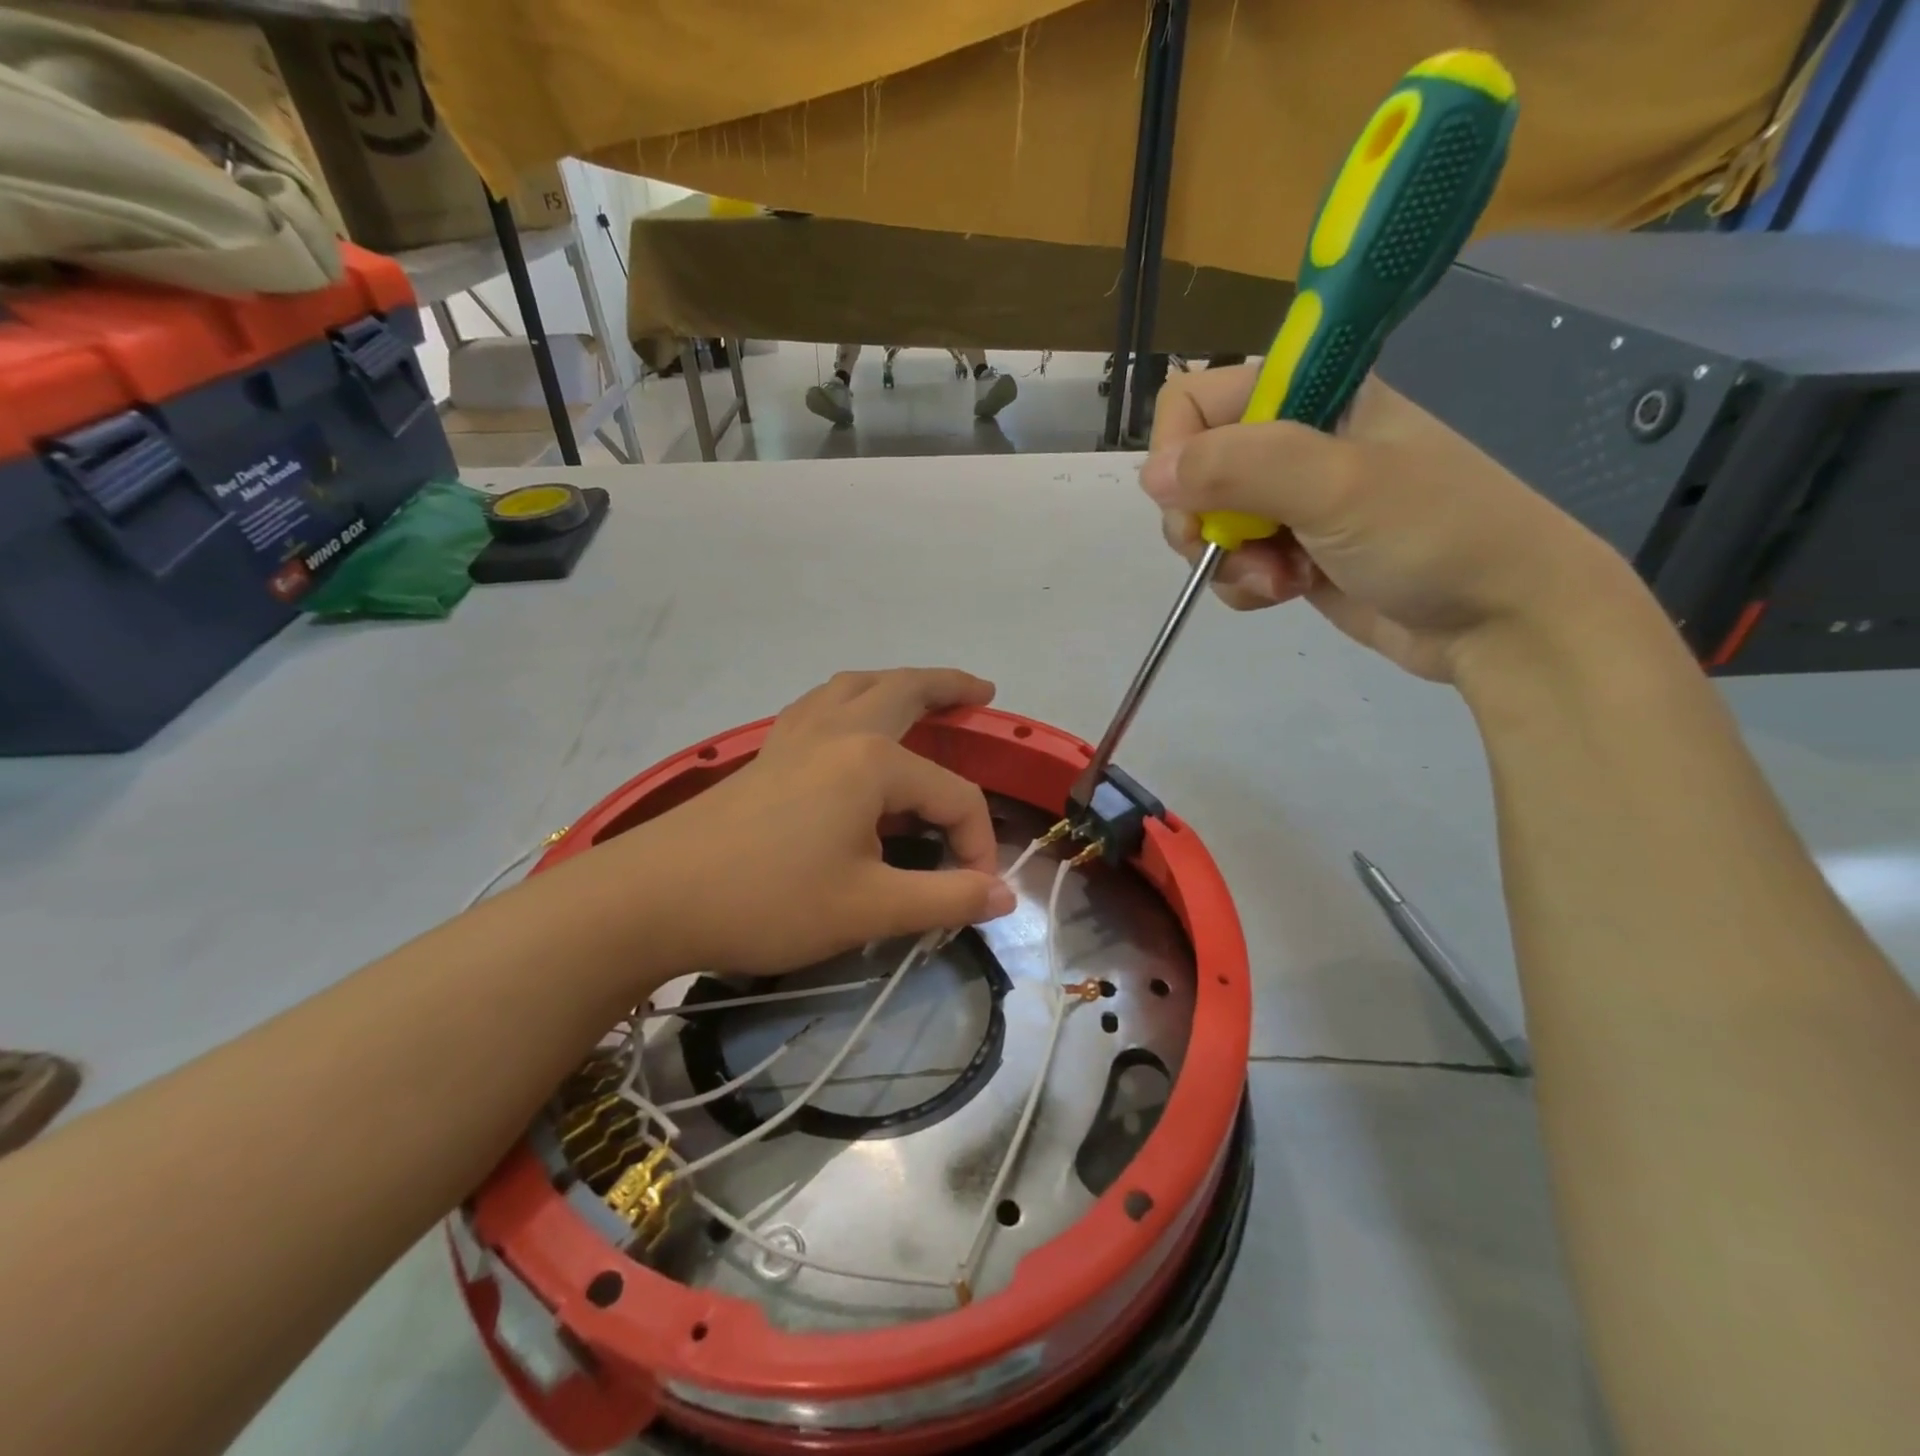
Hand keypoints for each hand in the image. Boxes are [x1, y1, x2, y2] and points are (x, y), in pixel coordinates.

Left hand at [611, 668, 1013, 977]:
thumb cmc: (768, 901)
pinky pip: (820, 705)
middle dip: (949, 687)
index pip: (952, 796)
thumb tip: (1004, 897)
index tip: (975, 892)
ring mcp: (795, 736)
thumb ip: (945, 899)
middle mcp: (838, 732)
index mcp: (871, 761)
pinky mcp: (767, 753)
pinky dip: (850, 700)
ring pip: (855, 687)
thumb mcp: (869, 908)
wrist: (654, 898)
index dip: (976, 842)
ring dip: (896, 683)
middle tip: (983, 693)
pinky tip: (848, 724)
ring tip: (920, 694)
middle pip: (905, 691)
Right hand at [1140, 366, 1633, 681]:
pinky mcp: (1293, 550)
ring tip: (1280, 579)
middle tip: (1232, 549)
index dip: (1180, 452)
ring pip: (1208, 523)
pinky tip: (1286, 593)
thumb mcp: (1337, 487)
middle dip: (1204, 520)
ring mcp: (1292, 500)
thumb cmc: (1434, 535)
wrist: (1502, 621)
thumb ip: (1239, 468)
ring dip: (1228, 560)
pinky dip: (1245, 584)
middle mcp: (1293, 440)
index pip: (1196, 400)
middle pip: (1192, 469)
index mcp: (1311, 393)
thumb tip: (1150, 475)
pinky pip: (1233, 562)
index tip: (1197, 504)